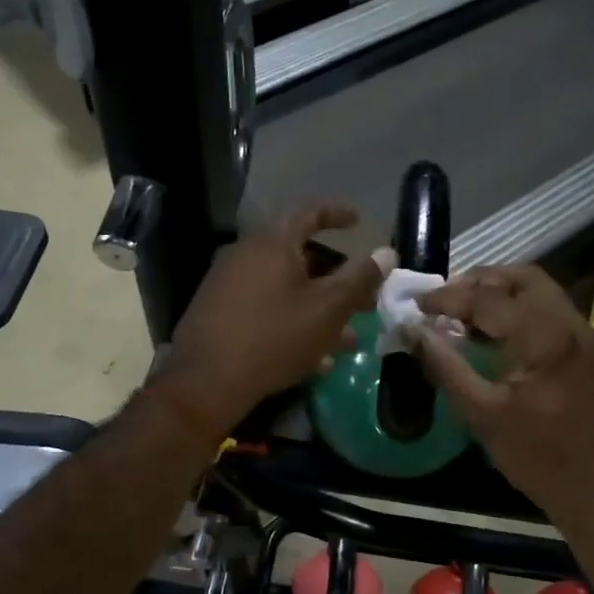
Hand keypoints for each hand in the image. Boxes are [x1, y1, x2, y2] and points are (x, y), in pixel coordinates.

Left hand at [159, 203, 391, 438]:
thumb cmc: (274, 337)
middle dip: (336, 276)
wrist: (205, 382)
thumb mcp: (327, 308)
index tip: (359, 220)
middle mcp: (246, 255)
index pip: (309, 211)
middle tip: (363, 294)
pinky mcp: (221, 314)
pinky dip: (294, 322)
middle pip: (300, 254)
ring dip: (319, 307)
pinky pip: (267, 308)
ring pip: (286, 288)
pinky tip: (315, 358)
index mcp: (272, 243)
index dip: (337, 213)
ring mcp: (229, 285)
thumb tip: (387, 252)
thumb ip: (360, 278)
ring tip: (349, 337)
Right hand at [411, 266, 593, 528]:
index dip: (448, 298)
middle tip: (444, 301)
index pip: (489, 299)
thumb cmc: (538, 458)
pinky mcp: (588, 348)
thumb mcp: (482, 414)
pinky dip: (518, 308)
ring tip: (463, 312)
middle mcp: (571, 323)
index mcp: (547, 338)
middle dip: (478, 282)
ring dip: (499, 292)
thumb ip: (445, 366)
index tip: (416, 305)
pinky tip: (493, 331)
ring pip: (538, 290)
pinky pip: (549, 310)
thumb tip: (412, 331)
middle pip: (521, 278)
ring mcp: (585, 334)